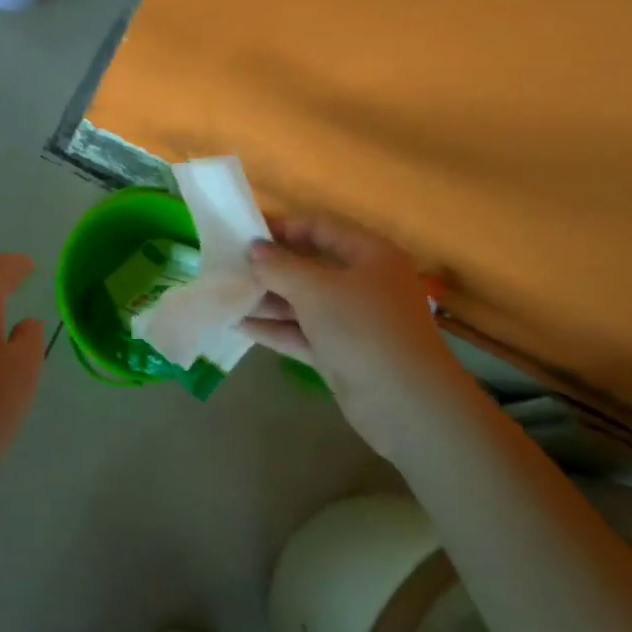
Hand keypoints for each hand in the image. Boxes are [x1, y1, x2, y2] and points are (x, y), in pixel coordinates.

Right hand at [243, 215, 464, 431]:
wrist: (405, 403)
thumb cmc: (363, 328)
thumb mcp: (315, 289)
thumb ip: (279, 266)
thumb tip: (253, 249)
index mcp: (370, 255)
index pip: (322, 228)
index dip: (284, 227)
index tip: (245, 233)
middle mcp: (364, 283)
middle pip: (311, 266)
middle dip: (270, 266)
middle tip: (229, 265)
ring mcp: (353, 321)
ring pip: (304, 302)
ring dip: (267, 299)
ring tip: (225, 294)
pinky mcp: (342, 353)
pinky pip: (302, 332)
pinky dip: (274, 328)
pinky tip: (238, 324)